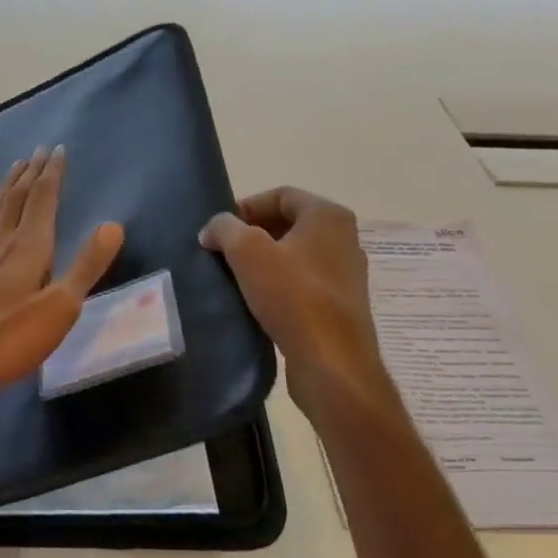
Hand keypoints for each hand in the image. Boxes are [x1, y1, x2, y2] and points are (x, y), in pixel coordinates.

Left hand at [0, 145, 123, 406]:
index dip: (52, 174)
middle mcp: (1, 244)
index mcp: (28, 247)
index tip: (57, 149)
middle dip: (30, 174)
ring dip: (8, 188)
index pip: (42, 199)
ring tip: (14, 172)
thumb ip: (86, 267)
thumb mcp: (60, 308)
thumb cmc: (8, 340)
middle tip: (38, 152)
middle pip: (17, 199)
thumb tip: (113, 225)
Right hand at [199, 187, 400, 422]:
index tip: (218, 230)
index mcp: (328, 215)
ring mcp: (345, 274)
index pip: (280, 195)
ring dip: (263, 262)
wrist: (332, 362)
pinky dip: (278, 286)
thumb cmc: (293, 297)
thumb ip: (224, 229)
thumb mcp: (248, 252)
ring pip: (294, 255)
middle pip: (288, 224)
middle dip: (251, 235)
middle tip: (221, 253)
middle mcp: (344, 238)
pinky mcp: (340, 305)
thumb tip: (212, 229)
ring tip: (233, 278)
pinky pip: (302, 283)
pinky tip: (256, 303)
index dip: (245, 206)